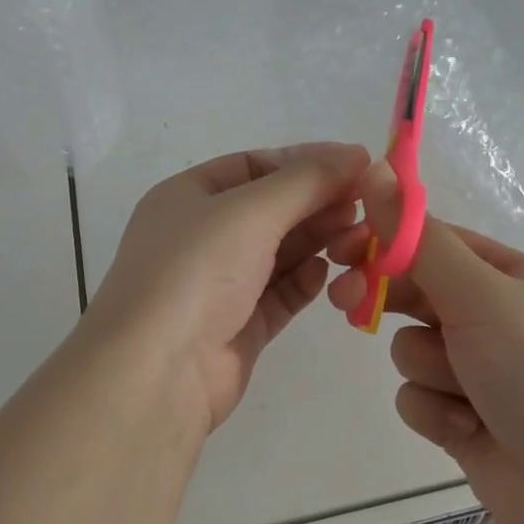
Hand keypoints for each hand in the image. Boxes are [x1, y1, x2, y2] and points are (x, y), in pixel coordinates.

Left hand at [87, 143, 369, 433]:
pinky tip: (327, 274)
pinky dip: (304, 281)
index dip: (304, 162)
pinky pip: (279, 294)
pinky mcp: (237, 326)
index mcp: (188, 196)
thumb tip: (356, 153)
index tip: (355, 164)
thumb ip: (307, 180)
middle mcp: (201, 236)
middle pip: (271, 209)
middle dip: (317, 203)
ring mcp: (218, 284)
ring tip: (358, 237)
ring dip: (318, 241)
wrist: (158, 371)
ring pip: (279, 252)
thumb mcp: (251, 210)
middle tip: (366, 205)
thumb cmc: (196, 270)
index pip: (254, 165)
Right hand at [328, 166, 523, 523]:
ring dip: (428, 370)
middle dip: (383, 299)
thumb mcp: (479, 295)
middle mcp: (488, 316)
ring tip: (466, 394)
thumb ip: (419, 239)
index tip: (339, 248)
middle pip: (411, 291)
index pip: (427, 239)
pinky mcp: (461, 418)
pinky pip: (416, 399)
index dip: (381, 240)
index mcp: (502, 274)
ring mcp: (475, 370)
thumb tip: (376, 170)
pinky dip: (436, 413)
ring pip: (410, 349)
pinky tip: (468, 430)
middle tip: (345, 302)